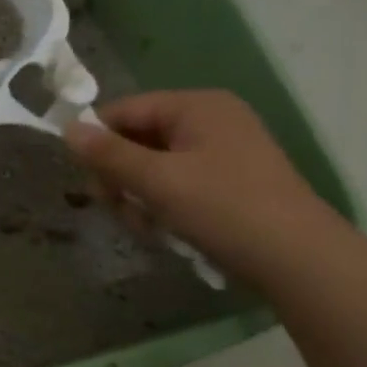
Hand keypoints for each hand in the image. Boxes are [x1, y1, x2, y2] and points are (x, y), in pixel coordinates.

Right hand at [65, 90, 337, 281]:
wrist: (299, 260)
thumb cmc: (224, 209)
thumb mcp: (157, 180)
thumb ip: (108, 154)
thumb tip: (67, 129)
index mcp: (197, 106)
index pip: (124, 110)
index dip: (98, 141)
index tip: (88, 180)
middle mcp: (210, 120)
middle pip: (137, 138)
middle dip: (120, 176)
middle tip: (117, 208)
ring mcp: (222, 151)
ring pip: (152, 166)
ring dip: (138, 196)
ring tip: (146, 226)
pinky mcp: (228, 181)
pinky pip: (176, 183)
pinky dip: (162, 204)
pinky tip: (165, 230)